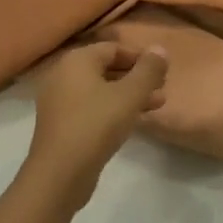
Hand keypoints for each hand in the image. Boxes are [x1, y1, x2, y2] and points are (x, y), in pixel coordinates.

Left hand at [24, 42, 169, 207]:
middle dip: (137, 77)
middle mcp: (63, 75)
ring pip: (101, 90)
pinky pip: (91, 107)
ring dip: (129, 95)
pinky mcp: (61, 124)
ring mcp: (59, 101)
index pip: (113, 48)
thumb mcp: (130, 95)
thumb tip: (160, 48)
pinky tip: (133, 122)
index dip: (140, 57)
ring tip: (158, 105)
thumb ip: (148, 70)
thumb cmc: (96, 125)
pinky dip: (113, 109)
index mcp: (77, 61)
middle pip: (106, 68)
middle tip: (162, 88)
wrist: (59, 174)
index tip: (162, 71)